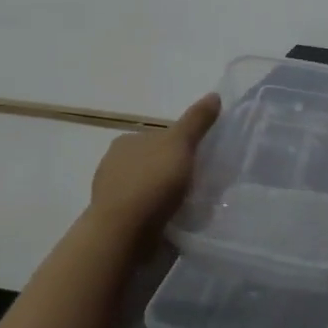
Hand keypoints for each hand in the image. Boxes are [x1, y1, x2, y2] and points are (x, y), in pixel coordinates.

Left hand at [89, 94, 220, 244]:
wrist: (123, 233)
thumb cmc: (151, 183)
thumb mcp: (180, 145)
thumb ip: (196, 121)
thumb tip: (214, 95)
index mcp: (126, 141)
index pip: (160, 137)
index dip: (181, 146)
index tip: (200, 160)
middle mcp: (114, 164)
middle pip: (155, 163)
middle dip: (174, 172)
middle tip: (200, 184)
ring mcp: (113, 194)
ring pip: (149, 189)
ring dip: (167, 196)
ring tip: (191, 206)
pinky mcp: (117, 221)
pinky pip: (145, 212)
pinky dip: (159, 214)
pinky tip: (174, 221)